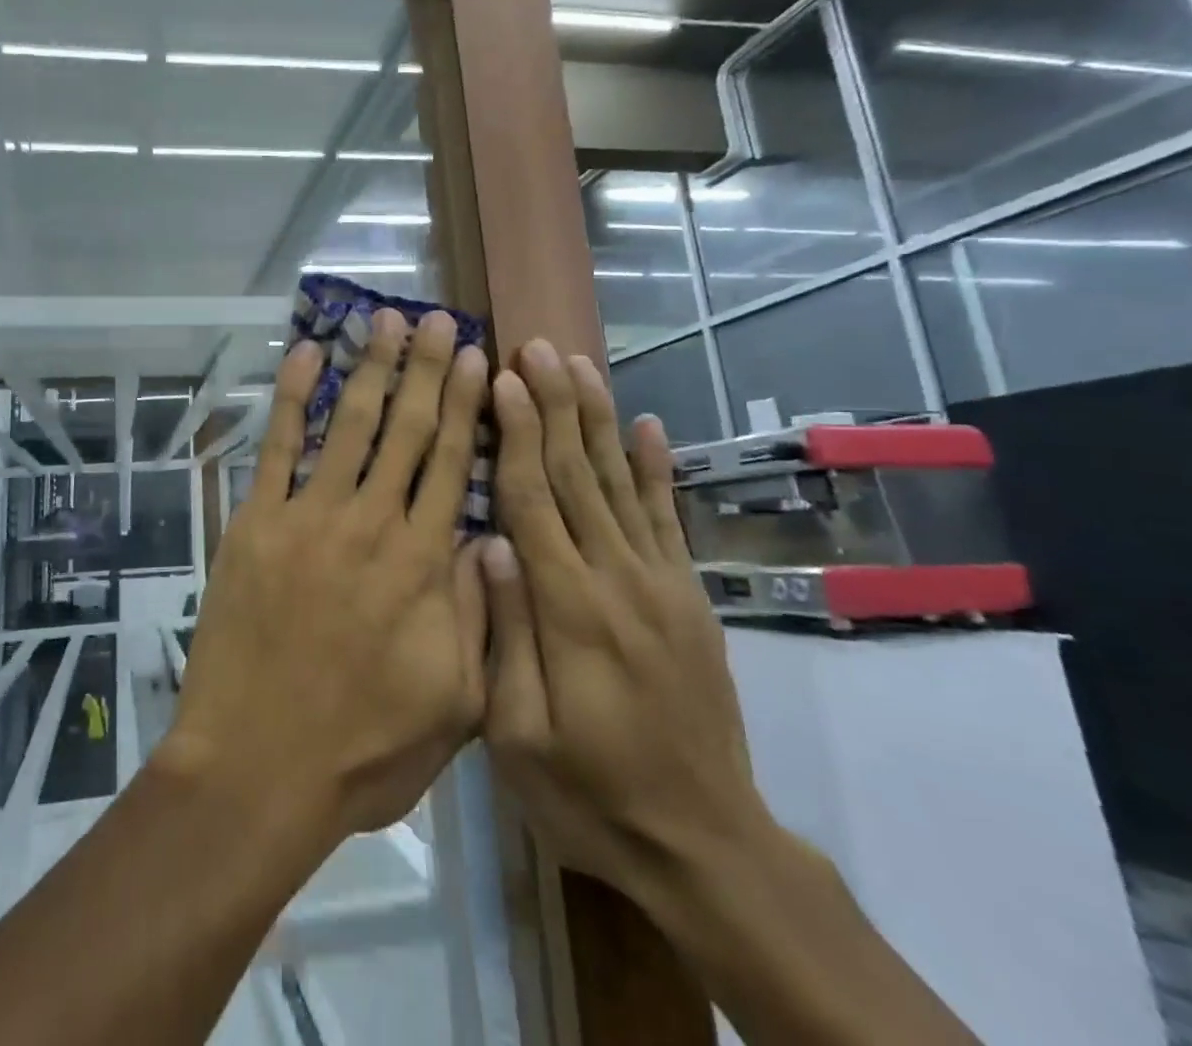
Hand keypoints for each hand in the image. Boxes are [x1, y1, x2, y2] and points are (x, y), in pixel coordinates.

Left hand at [159, 310, 490, 841]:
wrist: (257, 769)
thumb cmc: (362, 749)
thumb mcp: (454, 701)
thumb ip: (478, 613)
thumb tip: (491, 538)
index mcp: (423, 562)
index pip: (452, 462)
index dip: (465, 404)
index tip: (475, 357)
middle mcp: (370, 523)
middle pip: (405, 429)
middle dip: (422, 367)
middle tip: (434, 319)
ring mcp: (308, 517)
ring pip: (347, 424)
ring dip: (368, 367)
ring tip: (383, 319)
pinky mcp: (256, 523)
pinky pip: (276, 447)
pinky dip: (290, 397)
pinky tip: (305, 355)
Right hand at [480, 339, 773, 903]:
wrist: (704, 845)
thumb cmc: (589, 794)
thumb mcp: (519, 736)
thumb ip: (506, 633)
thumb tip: (487, 544)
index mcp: (569, 609)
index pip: (535, 499)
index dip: (517, 433)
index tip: (503, 378)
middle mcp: (619, 579)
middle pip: (579, 474)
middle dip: (555, 404)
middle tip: (536, 346)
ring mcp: (662, 584)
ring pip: (622, 483)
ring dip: (598, 418)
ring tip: (579, 364)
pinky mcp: (689, 597)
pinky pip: (670, 519)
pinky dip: (658, 468)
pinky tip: (648, 425)